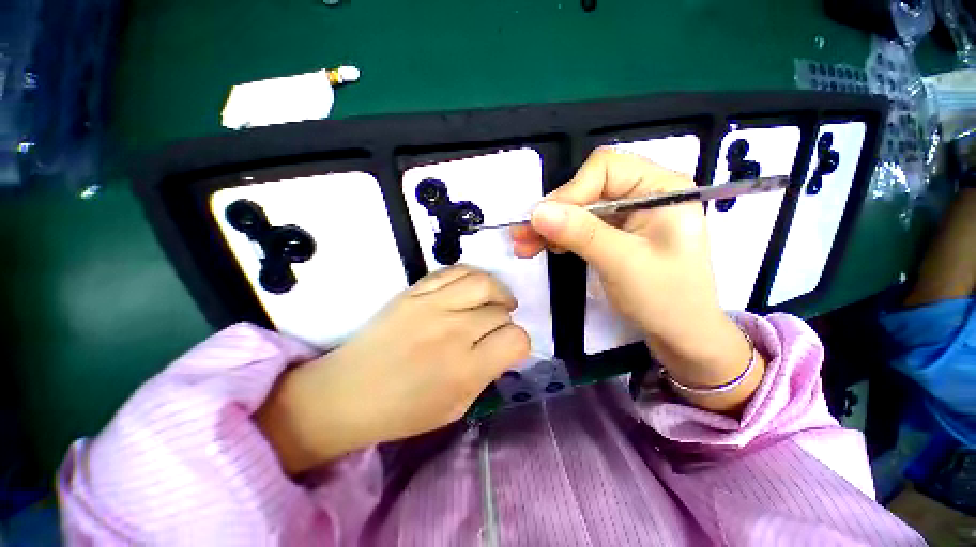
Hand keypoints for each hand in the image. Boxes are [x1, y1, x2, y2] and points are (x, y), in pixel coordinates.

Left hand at [257, 266, 529, 473]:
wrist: (348, 392)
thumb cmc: (404, 410)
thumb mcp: (457, 406)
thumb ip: (487, 372)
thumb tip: (504, 345)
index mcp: (464, 369)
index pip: (515, 339)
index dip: (519, 343)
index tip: (509, 347)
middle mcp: (452, 331)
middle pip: (500, 310)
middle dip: (505, 320)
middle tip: (497, 327)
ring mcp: (431, 305)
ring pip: (483, 282)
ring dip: (497, 291)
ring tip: (496, 300)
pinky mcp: (414, 291)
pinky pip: (455, 271)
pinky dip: (472, 277)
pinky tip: (473, 289)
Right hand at [512, 148, 762, 411]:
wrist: (681, 335)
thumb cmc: (666, 299)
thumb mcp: (622, 263)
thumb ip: (580, 233)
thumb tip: (536, 212)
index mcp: (661, 188)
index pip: (605, 168)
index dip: (571, 191)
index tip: (544, 220)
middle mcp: (644, 193)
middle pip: (587, 188)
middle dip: (553, 212)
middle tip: (521, 234)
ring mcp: (628, 214)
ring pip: (579, 208)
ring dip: (550, 226)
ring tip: (524, 245)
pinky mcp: (615, 233)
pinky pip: (580, 226)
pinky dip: (559, 236)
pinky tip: (543, 247)